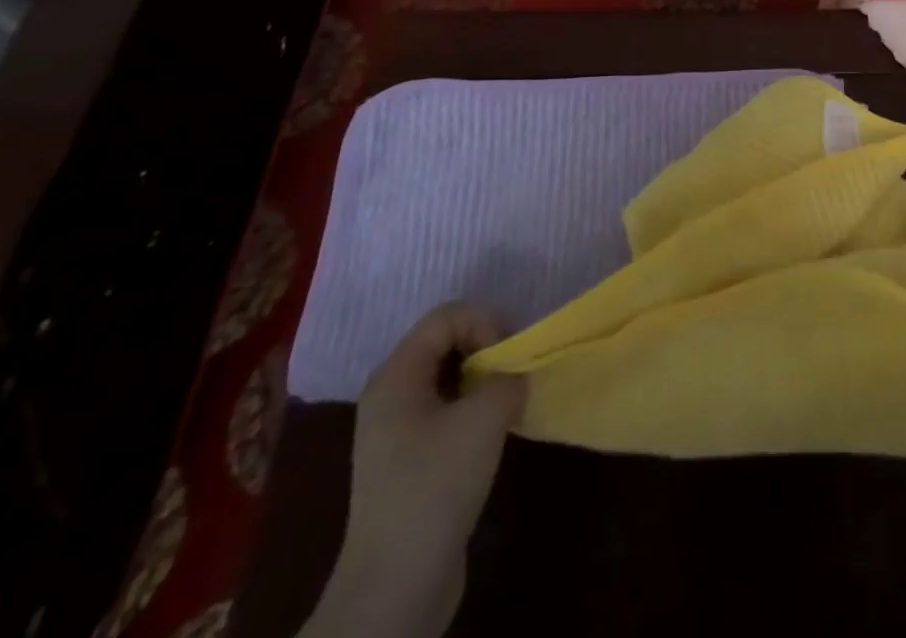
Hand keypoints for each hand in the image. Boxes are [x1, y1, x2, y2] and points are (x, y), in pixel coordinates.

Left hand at [307, 303, 525, 637]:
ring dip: (484, 380)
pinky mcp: (410, 460)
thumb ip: (509, 377)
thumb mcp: (485, 417)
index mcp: (396, 376)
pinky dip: (474, 408)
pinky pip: (447, 409)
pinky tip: (493, 432)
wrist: (395, 589)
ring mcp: (397, 430)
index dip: (484, 322)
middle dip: (486, 348)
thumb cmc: (435, 488)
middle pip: (446, 341)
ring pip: (449, 376)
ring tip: (507, 402)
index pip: (446, 316)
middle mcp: (390, 395)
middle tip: (512, 375)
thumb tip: (515, 377)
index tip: (506, 358)